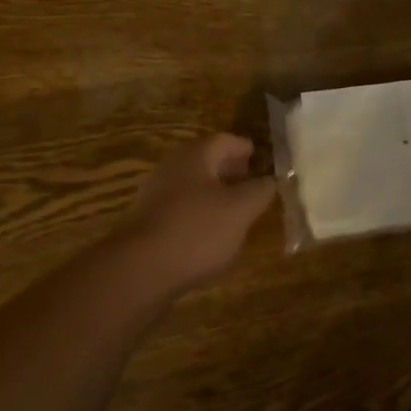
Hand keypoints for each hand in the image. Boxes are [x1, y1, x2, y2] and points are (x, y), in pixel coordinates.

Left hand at [113, 133, 277, 290]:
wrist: (139, 270)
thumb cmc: (196, 230)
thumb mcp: (240, 210)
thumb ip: (260, 191)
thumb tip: (271, 179)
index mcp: (195, 155)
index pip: (226, 140)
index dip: (247, 148)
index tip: (263, 160)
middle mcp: (172, 167)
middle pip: (207, 161)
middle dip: (231, 171)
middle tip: (253, 185)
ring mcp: (156, 195)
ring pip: (193, 186)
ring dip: (216, 194)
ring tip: (237, 212)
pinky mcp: (149, 222)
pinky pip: (182, 209)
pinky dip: (200, 214)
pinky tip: (211, 235)